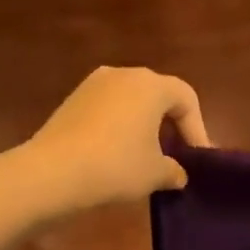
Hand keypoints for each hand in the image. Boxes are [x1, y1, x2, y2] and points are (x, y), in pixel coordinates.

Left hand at [20, 66, 210, 212]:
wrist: (52, 172)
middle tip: (176, 155)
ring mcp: (92, 85)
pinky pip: (107, 110)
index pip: (186, 98)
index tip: (197, 158)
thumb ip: (174, 171)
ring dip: (142, 126)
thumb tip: (178, 174)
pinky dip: (118, 128)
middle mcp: (123, 74)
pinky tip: (115, 155)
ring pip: (130, 102)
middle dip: (170, 125)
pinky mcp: (71, 100)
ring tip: (145, 157)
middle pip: (157, 95)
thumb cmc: (116, 166)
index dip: (197, 128)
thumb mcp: (155, 174)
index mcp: (151, 85)